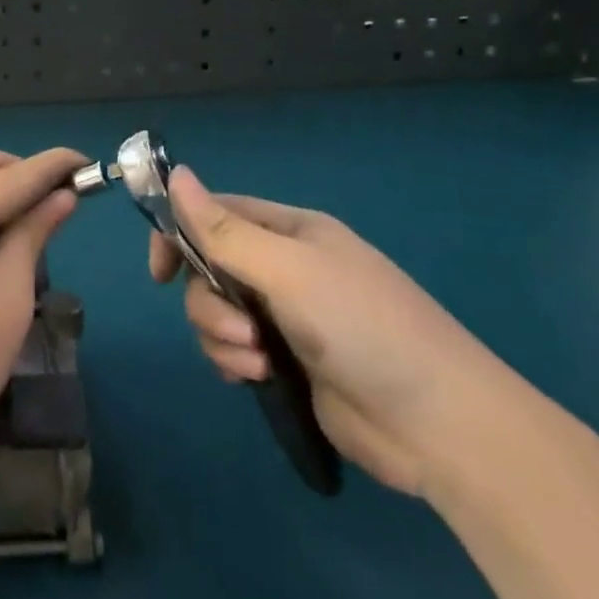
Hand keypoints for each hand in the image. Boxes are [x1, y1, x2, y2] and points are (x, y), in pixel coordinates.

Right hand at [152, 167, 506, 496]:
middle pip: (208, 269)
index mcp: (290, 232)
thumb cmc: (363, 327)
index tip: (159, 272)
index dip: (179, 235)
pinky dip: (234, 363)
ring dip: (222, 339)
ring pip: (215, 313)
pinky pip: (232, 351)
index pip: (215, 214)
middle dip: (209, 303)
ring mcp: (285, 317)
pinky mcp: (285, 363)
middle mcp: (283, 268)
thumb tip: (175, 173)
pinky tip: (257, 380)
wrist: (439, 424)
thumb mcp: (288, 270)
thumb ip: (224, 230)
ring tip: (258, 364)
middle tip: (242, 332)